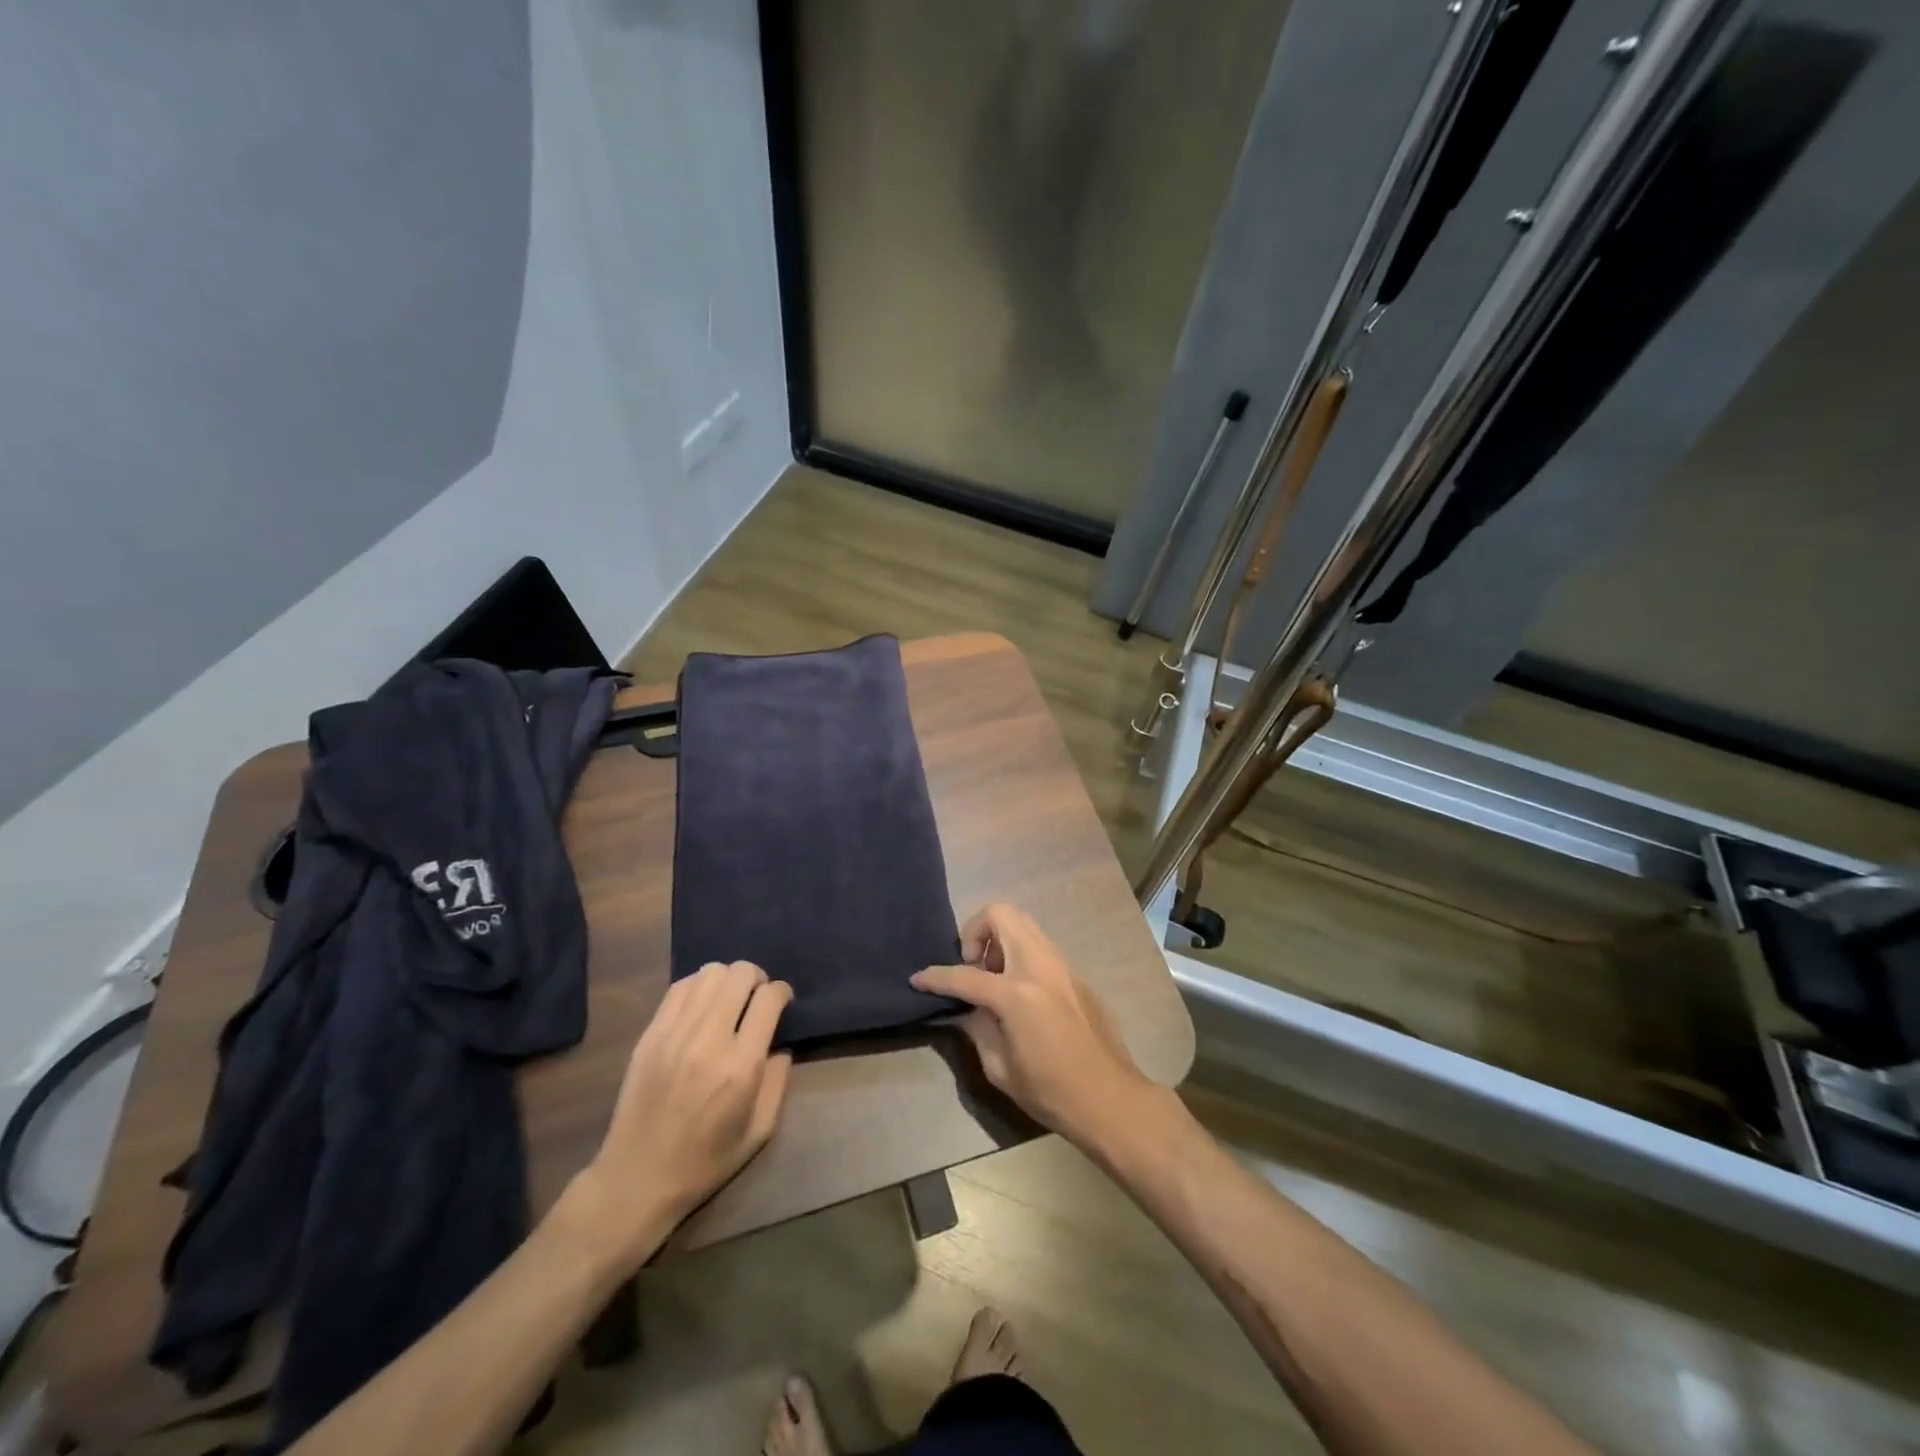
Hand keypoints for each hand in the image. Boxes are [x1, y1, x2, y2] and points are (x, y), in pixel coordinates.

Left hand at [565, 961, 792, 1269]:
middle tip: (757, 999)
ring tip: (729, 1000)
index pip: (769, 998)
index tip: (783, 1003)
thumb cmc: (706, 1162)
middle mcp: (708, 1039)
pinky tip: (702, 1007)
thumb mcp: (760, 1131)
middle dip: (757, 978)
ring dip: (728, 979)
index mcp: (741, 1065)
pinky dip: (698, 987)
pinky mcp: (650, 1035)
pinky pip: (680, 987)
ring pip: (709, 972)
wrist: (637, 1179)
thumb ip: (778, 1081)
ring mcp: (674, 1033)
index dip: (782, 992)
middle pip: (740, 973)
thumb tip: (780, 1045)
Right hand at [912, 903, 1155, 1148]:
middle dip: (976, 930)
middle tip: (972, 965)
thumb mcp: (1000, 1068)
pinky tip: (1020, 993)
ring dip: (1000, 939)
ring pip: (1024, 924)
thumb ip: (978, 1028)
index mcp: (1016, 994)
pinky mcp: (1076, 974)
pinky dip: (1021, 954)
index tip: (918, 978)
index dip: (936, 977)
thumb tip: (967, 1009)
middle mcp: (1039, 967)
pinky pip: (1041, 946)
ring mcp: (1062, 966)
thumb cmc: (1051, 1092)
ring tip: (994, 978)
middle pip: (1001, 915)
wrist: (1110, 1098)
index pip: (965, 975)